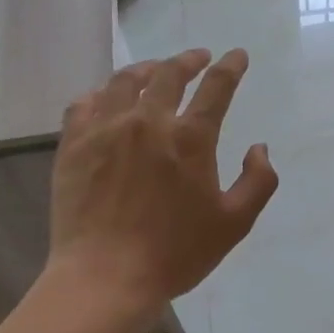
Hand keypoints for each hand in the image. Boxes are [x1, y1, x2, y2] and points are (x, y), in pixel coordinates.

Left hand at [48, 48, 278, 311]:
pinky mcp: (74, 144)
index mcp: (190, 138)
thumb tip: (259, 148)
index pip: (217, 87)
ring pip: (125, 81)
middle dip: (189, 60)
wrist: (106, 277)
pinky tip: (108, 98)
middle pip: (170, 74)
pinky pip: (85, 102)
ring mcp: (106, 128)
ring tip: (155, 70)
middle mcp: (148, 121)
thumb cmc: (175, 253)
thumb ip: (257, 181)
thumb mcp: (234, 223)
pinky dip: (102, 93)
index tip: (237, 55)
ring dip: (147, 69)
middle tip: (198, 58)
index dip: (231, 66)